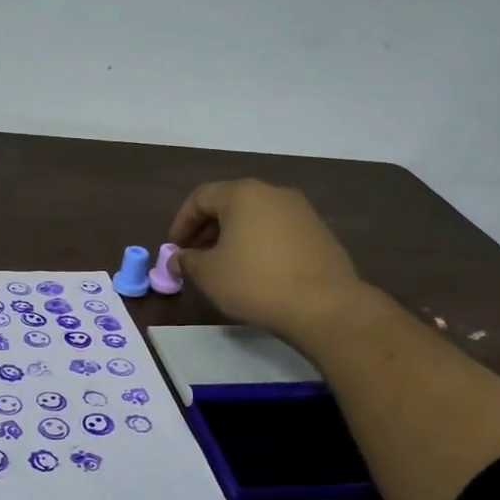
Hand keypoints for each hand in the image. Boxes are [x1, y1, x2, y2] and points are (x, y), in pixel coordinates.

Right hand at [169, 179, 365, 344]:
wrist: (324, 306)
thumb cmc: (255, 282)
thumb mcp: (209, 275)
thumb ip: (187, 261)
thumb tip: (177, 259)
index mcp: (243, 194)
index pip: (201, 197)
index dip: (182, 222)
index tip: (175, 248)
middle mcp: (273, 193)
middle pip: (230, 203)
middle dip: (207, 229)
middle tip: (196, 257)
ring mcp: (301, 211)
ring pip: (255, 217)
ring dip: (234, 237)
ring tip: (225, 266)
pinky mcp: (319, 232)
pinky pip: (278, 231)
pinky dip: (259, 244)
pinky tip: (257, 272)